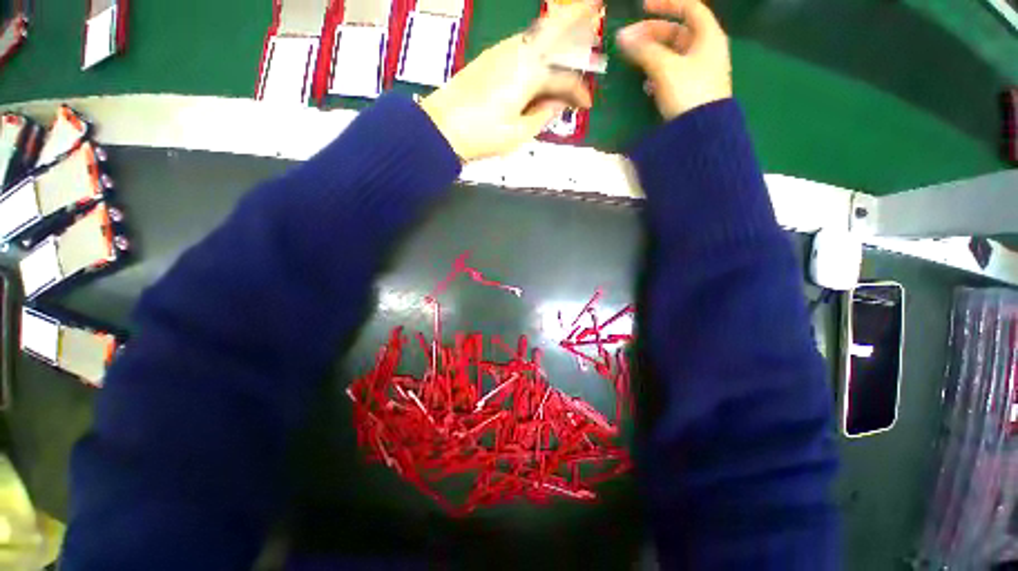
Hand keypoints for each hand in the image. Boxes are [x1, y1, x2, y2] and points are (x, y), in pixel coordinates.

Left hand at [420, 2, 598, 161]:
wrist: (442, 127)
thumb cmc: (482, 134)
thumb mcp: (518, 133)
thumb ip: (543, 115)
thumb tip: (557, 103)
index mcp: (529, 74)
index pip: (564, 79)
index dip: (579, 92)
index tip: (586, 106)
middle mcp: (518, 53)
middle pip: (554, 28)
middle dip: (577, 17)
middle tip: (595, 7)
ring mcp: (501, 51)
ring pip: (537, 33)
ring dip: (556, 32)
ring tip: (571, 38)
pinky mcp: (489, 56)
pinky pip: (522, 43)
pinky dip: (538, 44)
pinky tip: (541, 56)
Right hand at [616, 0, 731, 119]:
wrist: (701, 131)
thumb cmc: (688, 91)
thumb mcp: (665, 67)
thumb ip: (644, 50)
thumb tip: (622, 38)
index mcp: (707, 35)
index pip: (689, 7)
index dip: (666, 3)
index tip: (643, 6)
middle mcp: (705, 49)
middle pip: (677, 31)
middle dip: (651, 33)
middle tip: (627, 40)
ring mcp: (698, 70)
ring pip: (672, 53)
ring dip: (651, 54)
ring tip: (633, 61)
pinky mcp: (690, 89)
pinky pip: (671, 72)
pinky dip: (657, 72)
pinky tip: (646, 83)